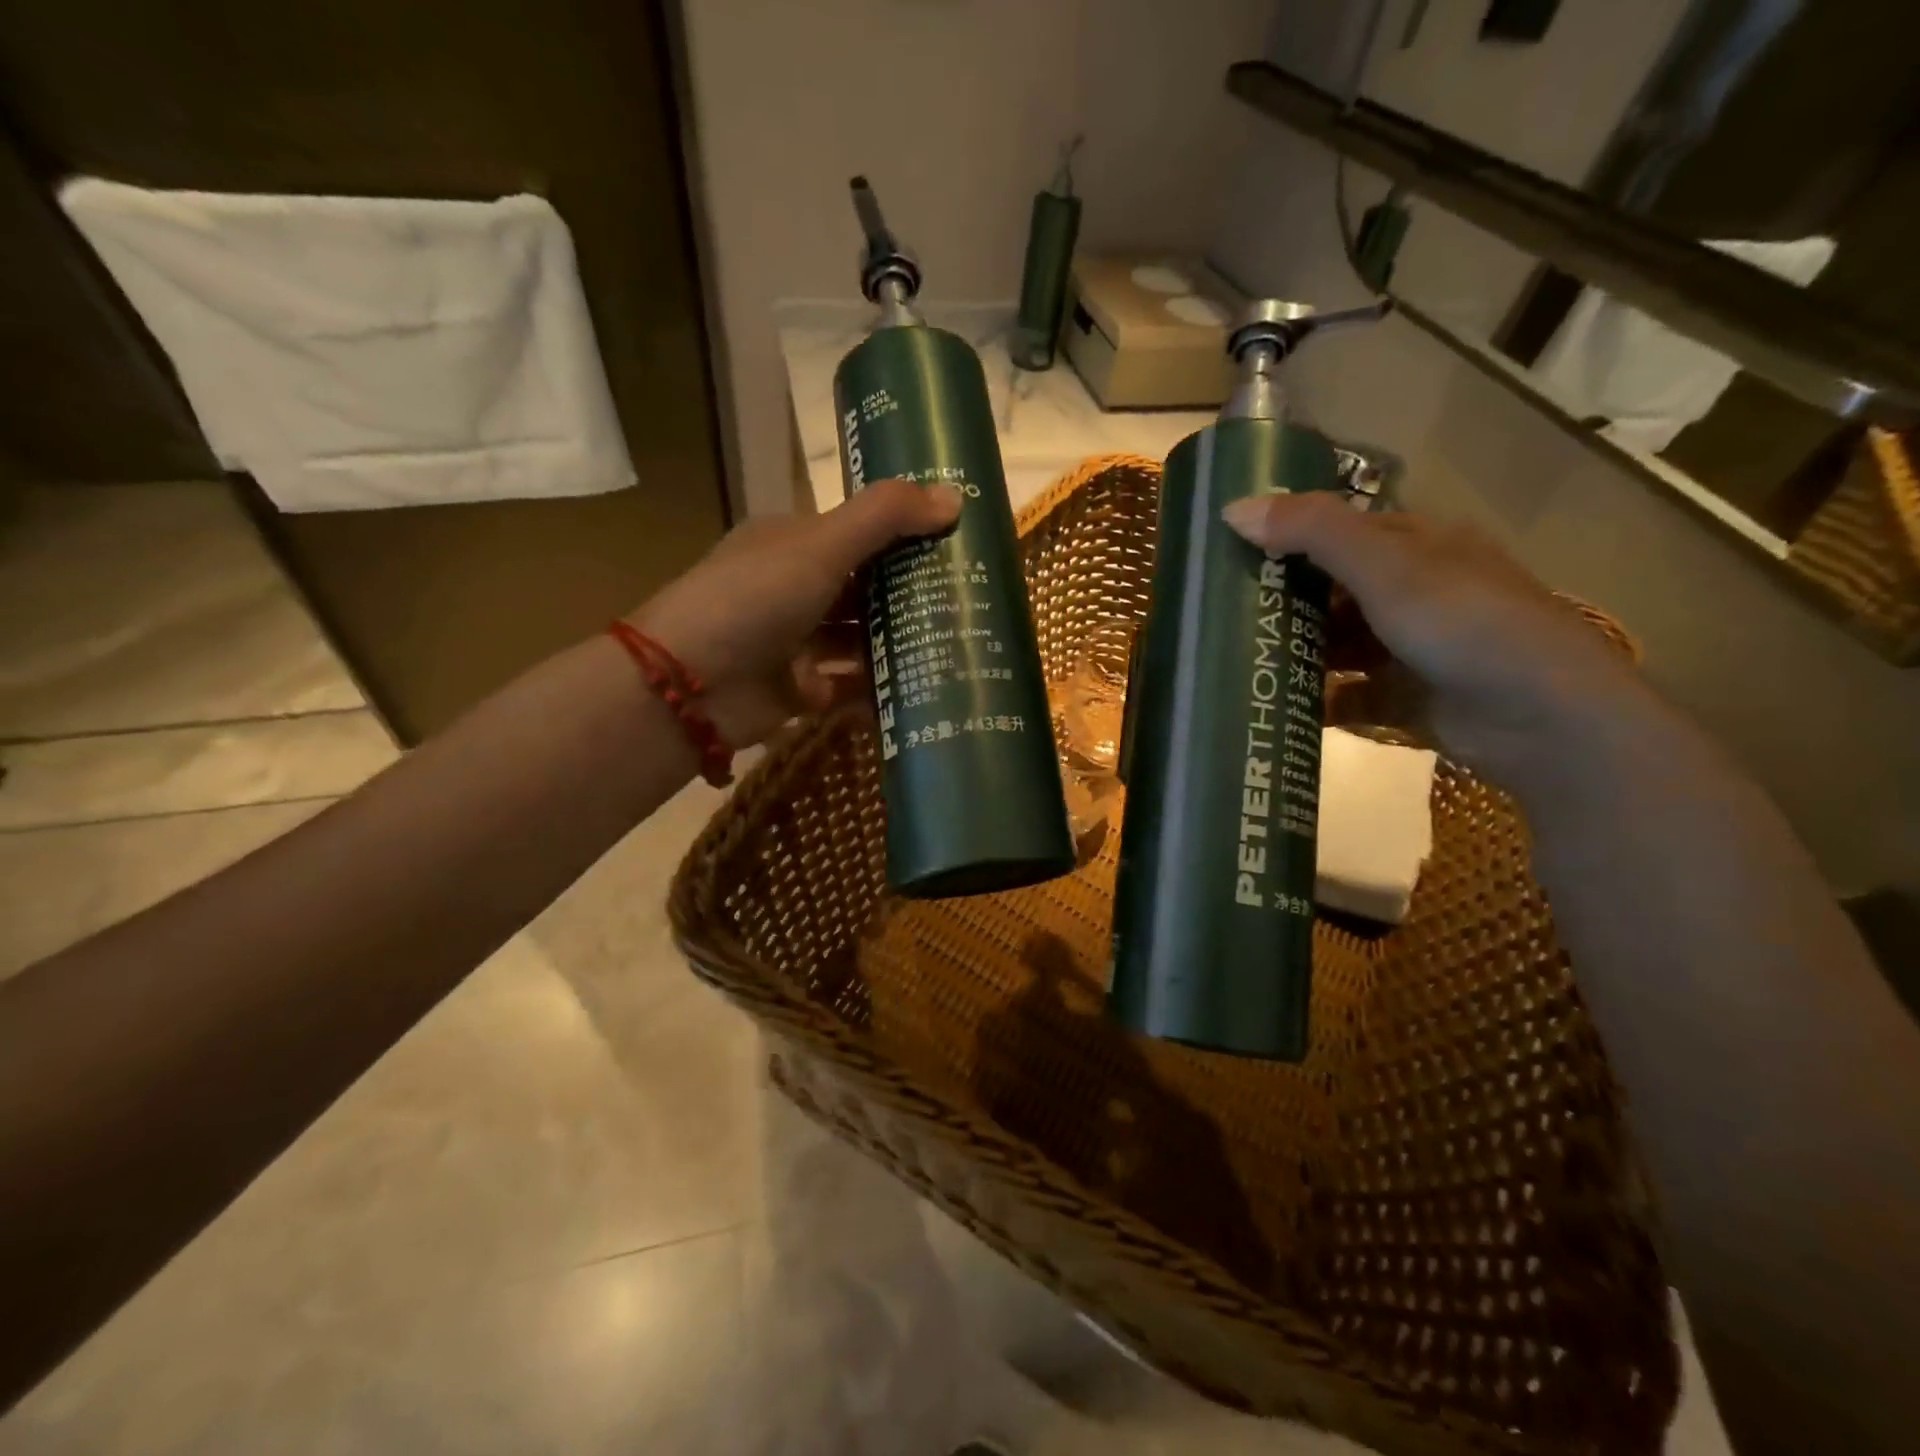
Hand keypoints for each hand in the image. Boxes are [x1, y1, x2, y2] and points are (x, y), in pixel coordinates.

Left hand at [634, 479, 962, 747]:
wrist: (689, 687)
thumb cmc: (754, 599)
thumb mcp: (821, 545)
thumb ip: (885, 517)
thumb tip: (956, 497)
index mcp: (793, 543)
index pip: (860, 532)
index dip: (907, 535)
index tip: (959, 543)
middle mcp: (795, 589)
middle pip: (865, 588)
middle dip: (912, 594)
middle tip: (972, 600)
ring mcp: (797, 642)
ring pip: (860, 639)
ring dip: (901, 642)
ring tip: (960, 645)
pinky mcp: (801, 690)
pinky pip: (851, 686)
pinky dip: (882, 688)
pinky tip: (927, 689)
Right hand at [1223, 494, 1645, 787]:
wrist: (1542, 719)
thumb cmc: (1465, 625)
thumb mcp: (1388, 568)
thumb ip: (1314, 533)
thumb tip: (1233, 509)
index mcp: (1418, 546)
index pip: (1340, 531)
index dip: (1288, 537)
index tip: (1230, 552)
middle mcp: (1414, 592)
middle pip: (1332, 590)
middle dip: (1282, 600)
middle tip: (1219, 611)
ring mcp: (1408, 648)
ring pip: (1336, 643)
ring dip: (1294, 650)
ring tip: (1235, 658)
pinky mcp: (1403, 698)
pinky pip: (1346, 694)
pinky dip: (1314, 699)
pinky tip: (1272, 704)